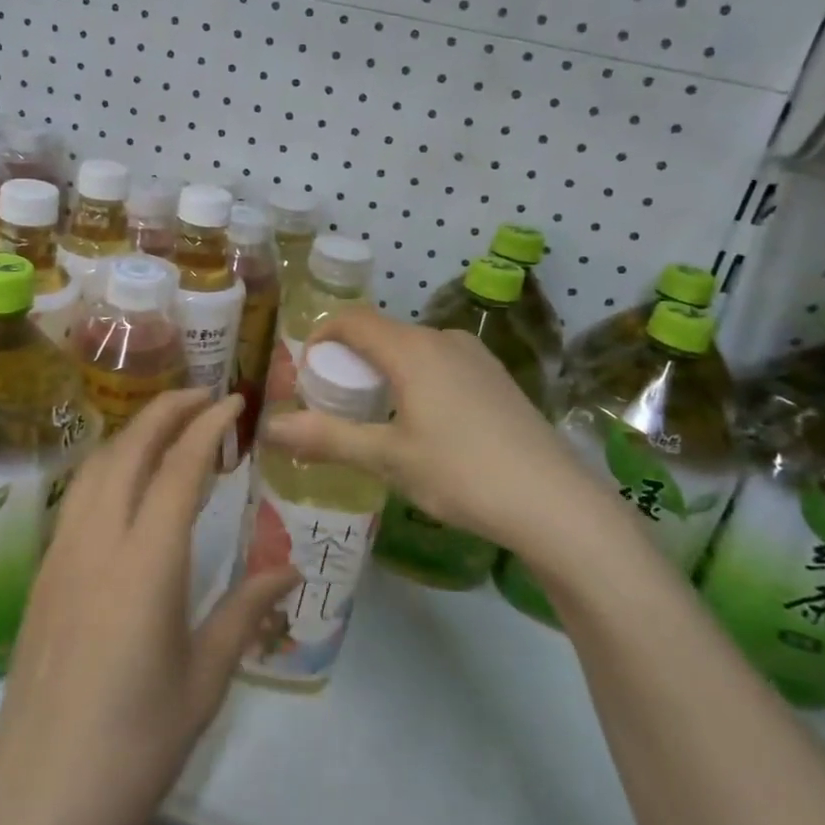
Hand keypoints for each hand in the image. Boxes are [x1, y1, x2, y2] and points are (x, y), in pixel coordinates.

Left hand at [0, 389, 297, 824]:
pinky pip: (78, 496)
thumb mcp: (204, 679)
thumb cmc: (136, 745)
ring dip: (134, 433)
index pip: (180, 468)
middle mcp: (99, 542)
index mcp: (147, 563)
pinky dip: (109, 466)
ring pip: (97, 466)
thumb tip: (288, 569)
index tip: (234, 401)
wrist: (41, 799)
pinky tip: (128, 481)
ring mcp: (62, 554)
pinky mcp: (42, 574)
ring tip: (168, 426)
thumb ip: (245, 612)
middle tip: (203, 396)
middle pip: (130, 449)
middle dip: (167, 410)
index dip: (208, 425)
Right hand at [262, 309, 603, 554]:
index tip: (304, 369)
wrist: (554, 504)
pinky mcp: (497, 378)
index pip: (353, 320)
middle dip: (351, 359)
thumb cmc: (461, 474)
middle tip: (334, 401)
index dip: (321, 335)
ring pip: (414, 350)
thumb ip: (327, 439)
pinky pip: (442, 364)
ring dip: (385, 371)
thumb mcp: (387, 459)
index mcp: (412, 349)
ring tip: (376, 416)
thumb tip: (270, 428)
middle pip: (383, 334)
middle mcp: (444, 340)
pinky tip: (425, 424)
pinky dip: (416, 380)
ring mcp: (476, 357)